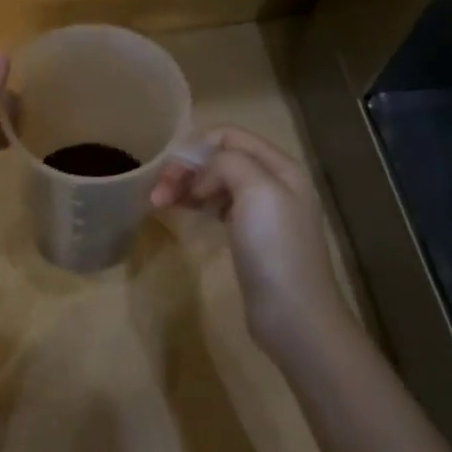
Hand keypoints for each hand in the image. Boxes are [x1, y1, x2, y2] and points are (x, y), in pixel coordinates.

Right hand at [151, 126, 351, 352]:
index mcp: (280, 166)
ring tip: (159, 203)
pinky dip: (196, 203)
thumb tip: (201, 178)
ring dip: (186, 186)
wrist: (293, 316)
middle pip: (220, 158)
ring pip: (216, 182)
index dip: (196, 147)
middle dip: (186, 169)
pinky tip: (182, 211)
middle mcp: (273, 183)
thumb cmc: (275, 249)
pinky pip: (218, 206)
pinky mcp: (250, 237)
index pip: (229, 136)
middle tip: (157, 193)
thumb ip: (227, 164)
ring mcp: (262, 212)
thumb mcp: (257, 190)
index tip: (170, 173)